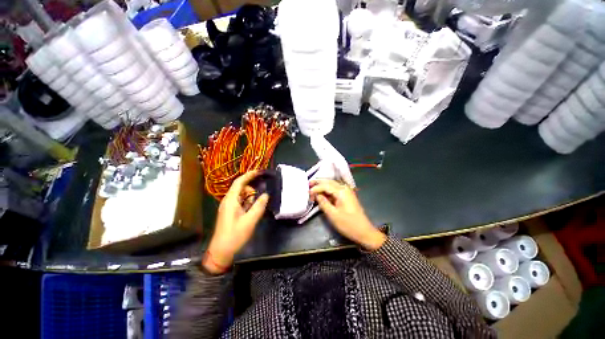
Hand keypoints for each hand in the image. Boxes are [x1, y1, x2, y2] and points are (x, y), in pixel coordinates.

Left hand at [204, 170, 268, 273]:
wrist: (221, 252)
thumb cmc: (235, 236)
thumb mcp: (250, 220)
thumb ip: (259, 206)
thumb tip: (266, 195)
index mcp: (231, 200)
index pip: (239, 182)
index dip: (249, 175)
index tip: (260, 172)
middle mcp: (228, 201)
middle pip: (241, 187)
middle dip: (252, 188)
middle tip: (264, 191)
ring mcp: (229, 206)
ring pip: (242, 195)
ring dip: (251, 196)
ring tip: (259, 203)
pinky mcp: (231, 212)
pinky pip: (241, 202)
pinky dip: (249, 202)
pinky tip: (254, 208)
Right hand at [310, 179, 385, 250]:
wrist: (364, 232)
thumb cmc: (348, 224)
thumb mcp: (333, 215)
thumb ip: (323, 203)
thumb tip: (317, 195)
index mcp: (341, 191)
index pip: (325, 185)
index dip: (315, 188)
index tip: (308, 194)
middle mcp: (344, 188)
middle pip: (329, 182)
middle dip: (318, 182)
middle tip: (308, 184)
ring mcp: (347, 192)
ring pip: (332, 185)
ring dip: (322, 186)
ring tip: (313, 188)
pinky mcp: (347, 196)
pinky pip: (335, 190)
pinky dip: (327, 191)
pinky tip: (322, 194)